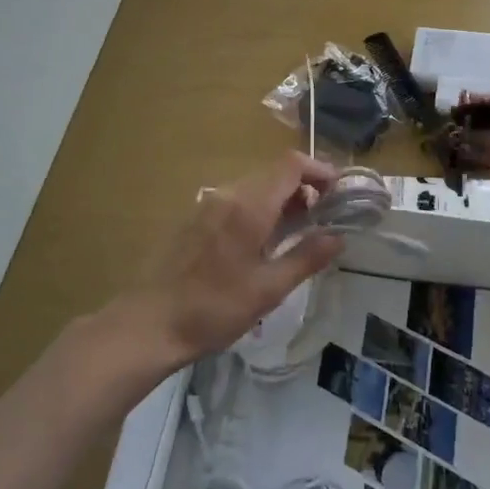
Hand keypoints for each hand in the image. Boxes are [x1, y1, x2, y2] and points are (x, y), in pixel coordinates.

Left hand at [112, 152, 342, 376]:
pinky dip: (259, 208)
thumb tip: (338, 237)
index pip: (291, 165)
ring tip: (298, 232)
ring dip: (281, 199)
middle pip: (274, 173)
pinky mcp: (195, 219)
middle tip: (324, 217)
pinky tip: (263, 241)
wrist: (150, 323)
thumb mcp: (268, 289)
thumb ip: (306, 257)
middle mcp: (227, 194)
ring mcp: (207, 205)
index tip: (339, 192)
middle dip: (304, 187)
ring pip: (255, 186)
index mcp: (248, 205)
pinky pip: (236, 200)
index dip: (319, 170)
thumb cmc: (214, 308)